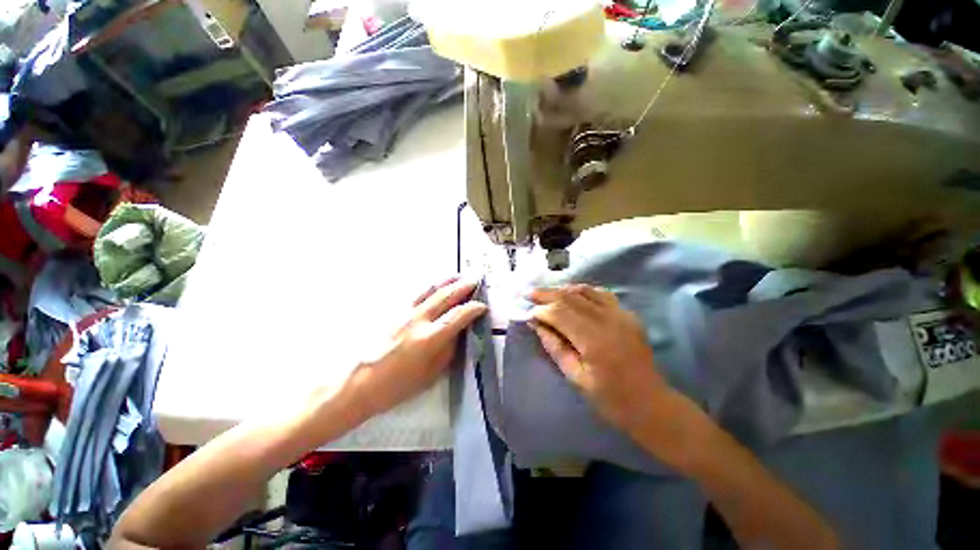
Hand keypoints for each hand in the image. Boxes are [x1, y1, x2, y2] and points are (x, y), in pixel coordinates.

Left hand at [346, 277, 486, 418]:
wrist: (359, 383)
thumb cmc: (397, 386)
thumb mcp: (430, 374)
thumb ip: (447, 350)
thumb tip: (458, 333)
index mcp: (429, 337)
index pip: (458, 316)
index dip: (473, 309)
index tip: (483, 306)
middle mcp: (418, 319)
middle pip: (445, 296)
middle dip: (463, 287)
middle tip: (476, 281)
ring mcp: (405, 313)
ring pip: (430, 290)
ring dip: (447, 281)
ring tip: (459, 275)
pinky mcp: (394, 313)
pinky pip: (417, 294)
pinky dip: (431, 287)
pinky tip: (435, 285)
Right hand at [528, 284, 672, 436]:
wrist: (651, 404)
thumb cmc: (610, 398)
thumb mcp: (575, 377)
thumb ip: (554, 346)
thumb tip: (536, 324)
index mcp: (594, 340)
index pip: (560, 313)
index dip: (541, 310)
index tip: (527, 313)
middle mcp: (608, 320)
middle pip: (571, 297)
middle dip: (547, 294)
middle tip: (529, 293)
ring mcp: (621, 314)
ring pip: (585, 291)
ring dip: (563, 290)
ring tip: (547, 293)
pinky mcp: (628, 314)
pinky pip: (601, 294)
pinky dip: (582, 291)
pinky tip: (572, 295)